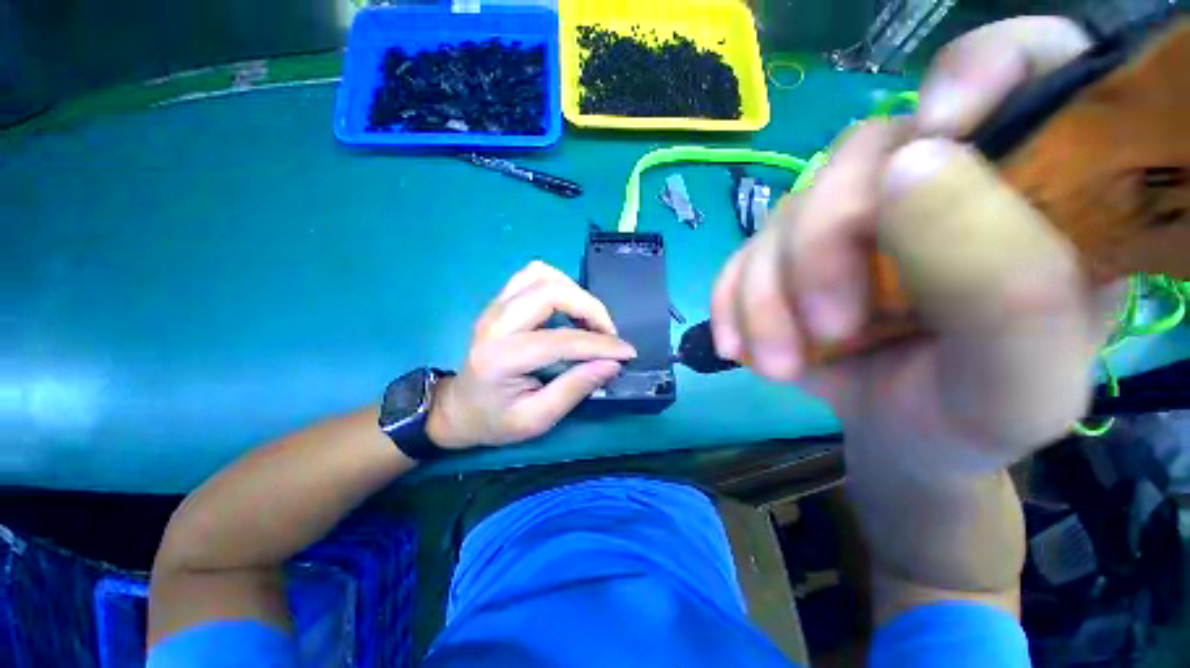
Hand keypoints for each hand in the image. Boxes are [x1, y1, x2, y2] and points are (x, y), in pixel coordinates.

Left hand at [428, 261, 635, 448]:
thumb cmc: (495, 420)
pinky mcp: (500, 301)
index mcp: (502, 358)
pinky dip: (559, 284)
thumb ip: (574, 389)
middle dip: (590, 308)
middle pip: (551, 291)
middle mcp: (496, 323)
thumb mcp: (536, 419)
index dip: (601, 344)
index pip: (562, 340)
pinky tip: (567, 307)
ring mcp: (495, 306)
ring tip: (589, 320)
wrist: (459, 408)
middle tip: (607, 334)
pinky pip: (533, 275)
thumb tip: (612, 364)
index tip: (627, 352)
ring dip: (575, 293)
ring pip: (543, 275)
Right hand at [711, 17, 1118, 474]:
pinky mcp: (790, 258)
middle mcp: (938, 183)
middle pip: (859, 156)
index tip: (943, 130)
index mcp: (1035, 189)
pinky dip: (732, 303)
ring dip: (767, 298)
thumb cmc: (980, 416)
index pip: (1032, 62)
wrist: (905, 440)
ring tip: (780, 364)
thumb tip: (910, 163)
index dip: (985, 66)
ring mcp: (852, 220)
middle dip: (822, 249)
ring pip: (784, 217)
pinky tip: (739, 346)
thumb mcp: (1022, 376)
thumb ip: (1004, 276)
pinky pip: (741, 257)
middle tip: (826, 331)